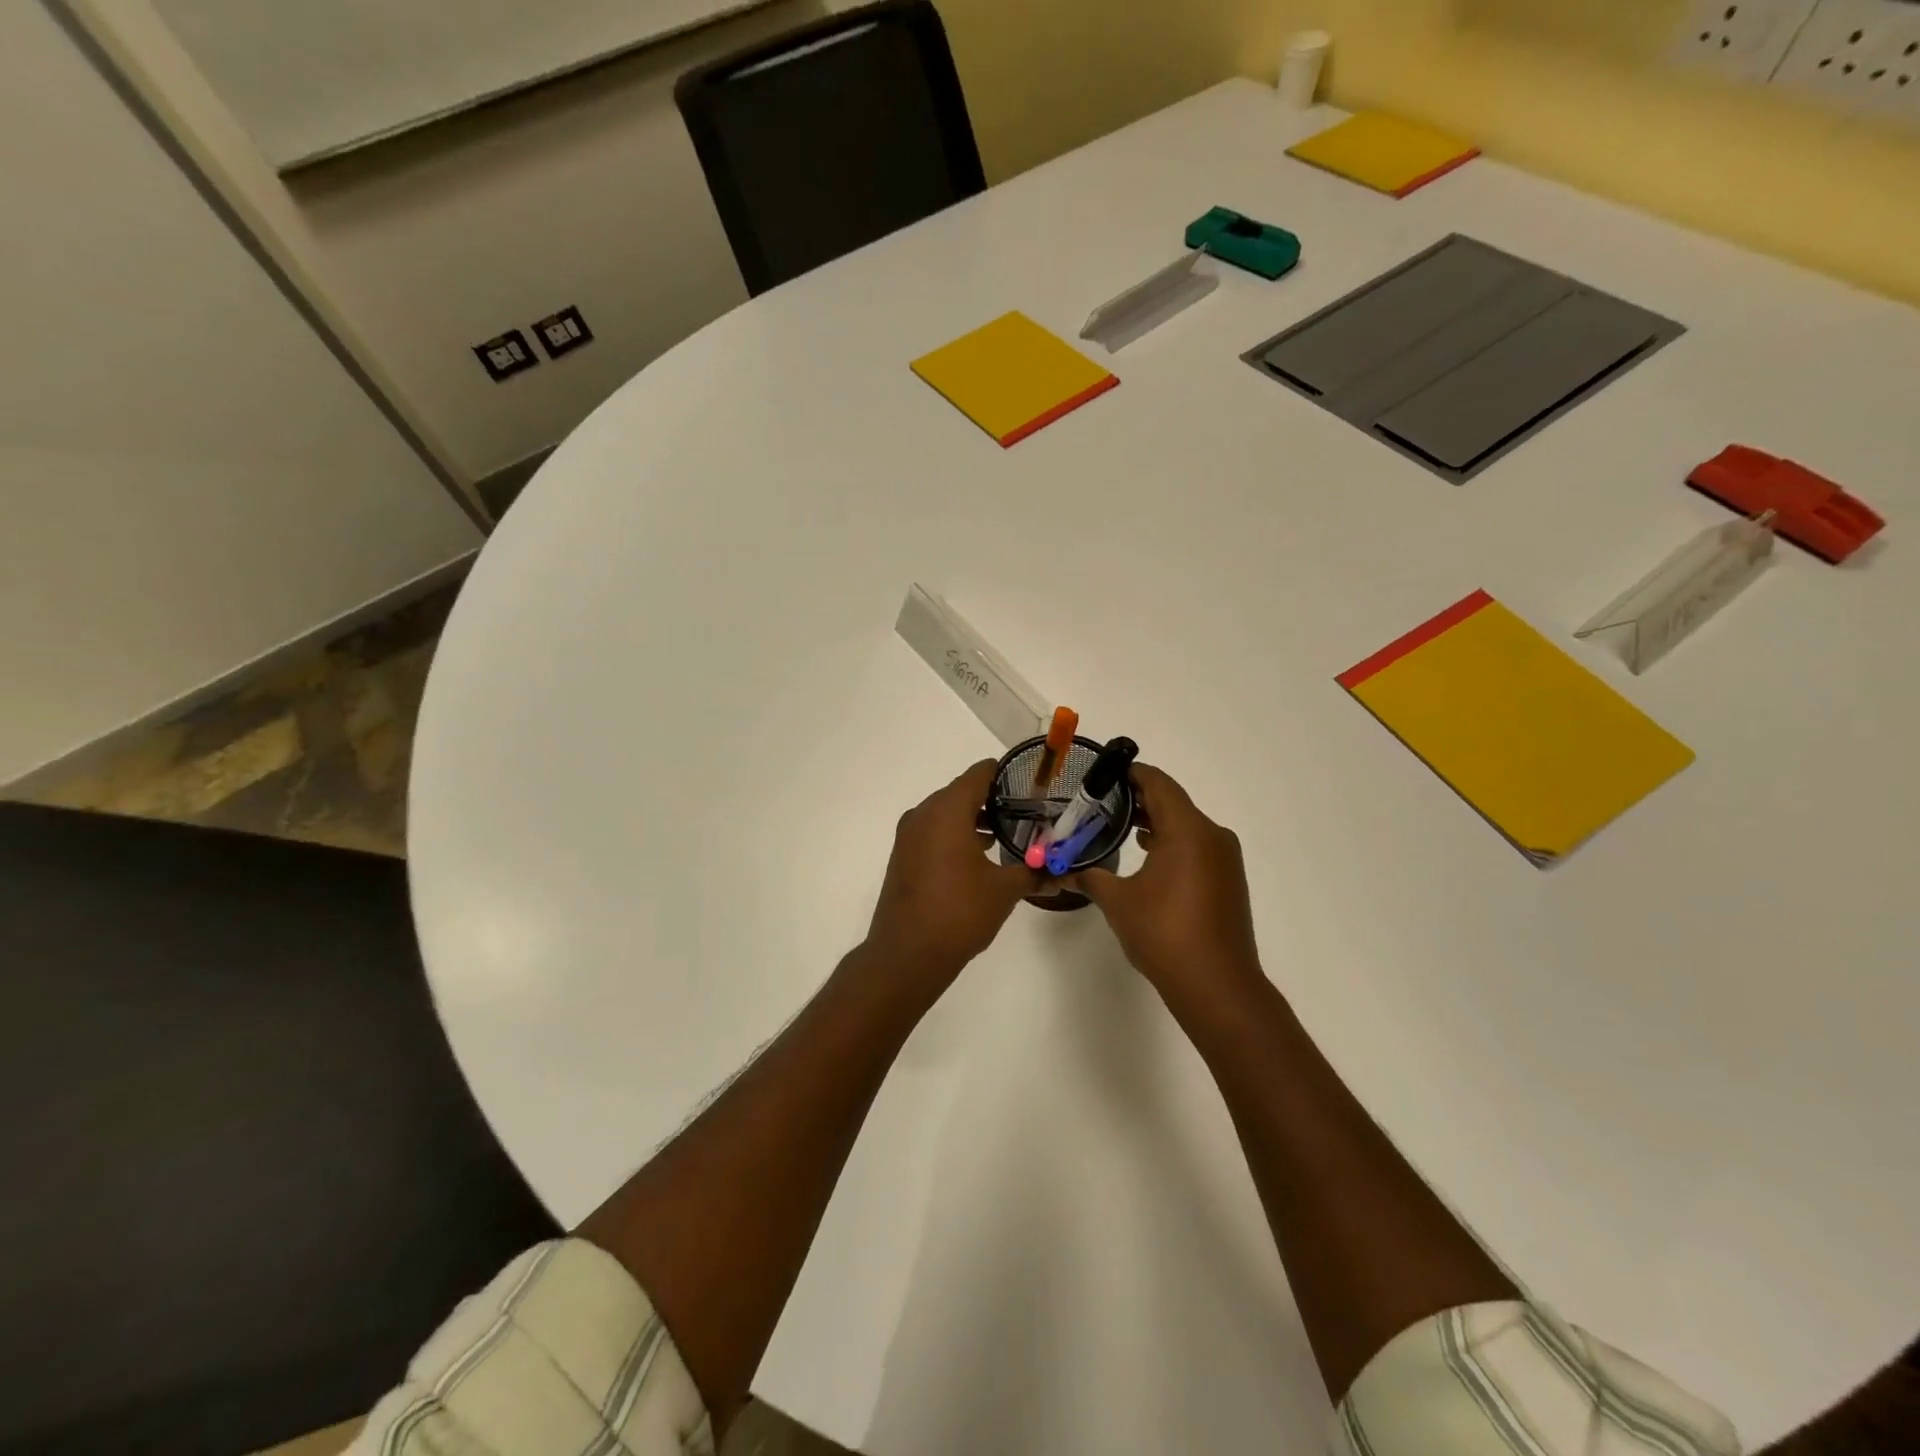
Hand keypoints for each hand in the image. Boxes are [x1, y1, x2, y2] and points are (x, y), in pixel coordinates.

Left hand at [864, 760, 1036, 985]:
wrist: (907, 954)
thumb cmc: (959, 912)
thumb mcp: (1004, 891)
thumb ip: (1033, 874)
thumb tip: (1059, 873)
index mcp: (948, 810)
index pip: (979, 774)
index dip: (1005, 774)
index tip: (1030, 783)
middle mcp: (923, 814)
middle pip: (961, 792)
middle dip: (992, 799)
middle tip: (1024, 811)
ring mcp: (909, 836)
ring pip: (946, 814)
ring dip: (973, 819)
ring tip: (1006, 835)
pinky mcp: (903, 857)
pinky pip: (933, 832)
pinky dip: (954, 835)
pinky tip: (978, 857)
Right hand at [1069, 764, 1264, 1008]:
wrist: (1217, 985)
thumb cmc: (1164, 933)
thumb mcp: (1117, 902)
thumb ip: (1089, 877)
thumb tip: (1061, 871)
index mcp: (1188, 830)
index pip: (1158, 784)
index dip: (1131, 774)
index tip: (1103, 772)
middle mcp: (1212, 836)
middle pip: (1173, 802)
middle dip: (1138, 799)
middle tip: (1100, 800)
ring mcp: (1224, 859)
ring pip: (1186, 826)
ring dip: (1155, 822)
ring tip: (1117, 826)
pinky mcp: (1227, 881)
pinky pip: (1196, 847)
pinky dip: (1171, 843)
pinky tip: (1146, 856)